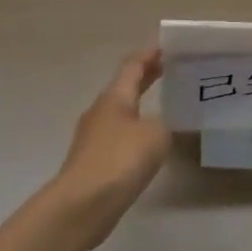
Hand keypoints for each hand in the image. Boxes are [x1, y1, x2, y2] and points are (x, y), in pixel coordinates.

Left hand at [51, 48, 171, 243]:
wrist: (82, 204)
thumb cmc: (120, 159)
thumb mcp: (156, 136)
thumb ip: (166, 124)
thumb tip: (163, 125)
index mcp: (115, 96)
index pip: (132, 65)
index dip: (149, 55)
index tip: (166, 47)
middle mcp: (101, 110)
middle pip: (124, 86)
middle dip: (146, 77)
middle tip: (169, 69)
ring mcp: (93, 136)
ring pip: (120, 111)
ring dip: (140, 104)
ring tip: (163, 106)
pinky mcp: (93, 161)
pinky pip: (118, 135)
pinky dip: (134, 129)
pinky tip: (148, 142)